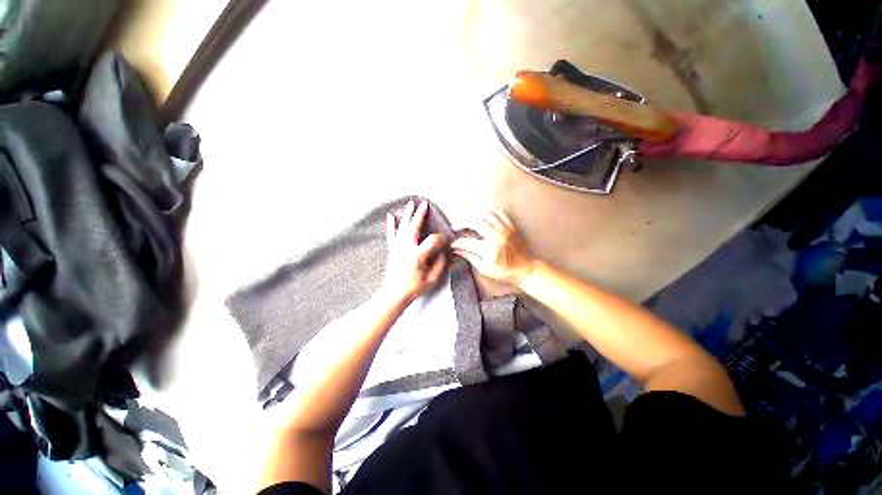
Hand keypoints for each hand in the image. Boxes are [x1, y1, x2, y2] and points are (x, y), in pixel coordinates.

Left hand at [380, 200, 447, 305]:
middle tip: (424, 203)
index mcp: (417, 256)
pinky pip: (392, 234)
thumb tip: (444, 253)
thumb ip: (440, 265)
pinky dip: (391, 224)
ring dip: (408, 214)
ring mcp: (398, 248)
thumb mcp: (431, 280)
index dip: (441, 239)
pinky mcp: (393, 250)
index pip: (432, 241)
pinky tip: (391, 216)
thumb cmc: (413, 288)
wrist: (393, 294)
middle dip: (420, 214)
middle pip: (414, 227)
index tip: (445, 241)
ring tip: (411, 203)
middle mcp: (406, 248)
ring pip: (403, 227)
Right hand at [451, 209, 536, 285]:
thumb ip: (469, 256)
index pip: (467, 242)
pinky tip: (483, 216)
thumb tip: (456, 249)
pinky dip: (488, 211)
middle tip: (457, 227)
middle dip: (462, 223)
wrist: (524, 269)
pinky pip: (498, 212)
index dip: (457, 242)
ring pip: (485, 214)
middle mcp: (496, 236)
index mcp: (489, 250)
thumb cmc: (503, 271)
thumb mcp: (484, 268)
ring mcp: (504, 229)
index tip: (452, 244)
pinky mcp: (510, 226)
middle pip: (475, 222)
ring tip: (468, 221)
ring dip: (474, 216)